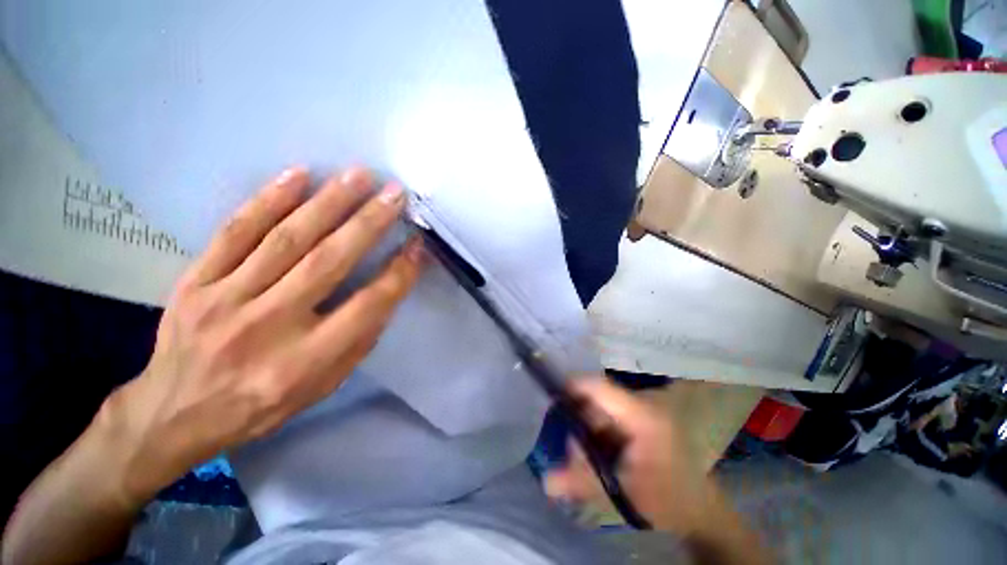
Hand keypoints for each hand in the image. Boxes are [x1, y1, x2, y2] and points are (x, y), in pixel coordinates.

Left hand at [100, 166, 426, 504]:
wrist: (175, 412)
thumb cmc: (263, 404)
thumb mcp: (324, 386)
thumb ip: (359, 338)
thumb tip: (389, 289)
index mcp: (306, 361)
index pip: (367, 306)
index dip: (398, 273)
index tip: (417, 246)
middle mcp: (268, 326)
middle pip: (328, 262)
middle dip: (368, 223)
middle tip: (394, 194)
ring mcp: (225, 300)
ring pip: (285, 239)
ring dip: (328, 202)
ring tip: (358, 175)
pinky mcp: (195, 282)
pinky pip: (234, 232)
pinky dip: (268, 200)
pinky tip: (297, 175)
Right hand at [544, 379, 724, 535]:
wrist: (700, 508)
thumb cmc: (666, 500)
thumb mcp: (623, 493)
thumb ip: (583, 482)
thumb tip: (546, 482)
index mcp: (641, 415)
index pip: (599, 387)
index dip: (573, 387)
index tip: (552, 400)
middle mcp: (641, 404)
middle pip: (596, 400)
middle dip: (578, 421)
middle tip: (571, 450)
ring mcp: (642, 409)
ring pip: (600, 409)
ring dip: (588, 429)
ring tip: (586, 459)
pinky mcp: (640, 417)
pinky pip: (609, 416)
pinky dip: (598, 432)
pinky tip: (598, 454)